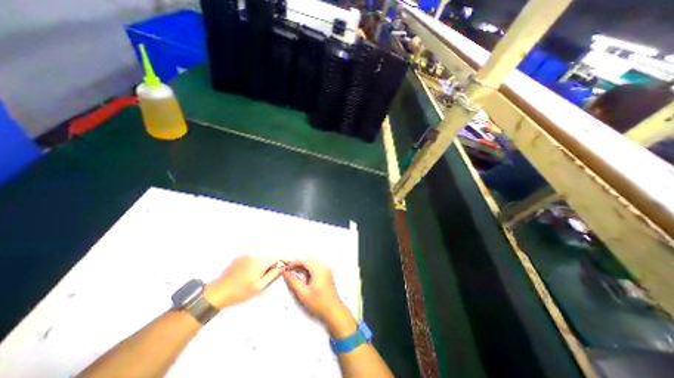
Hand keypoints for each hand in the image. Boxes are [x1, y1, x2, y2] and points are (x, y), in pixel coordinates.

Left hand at [205, 255, 282, 308]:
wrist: (216, 292)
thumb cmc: (240, 292)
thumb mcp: (259, 287)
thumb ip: (273, 275)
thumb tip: (282, 267)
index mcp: (260, 262)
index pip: (277, 256)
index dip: (284, 259)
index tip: (288, 263)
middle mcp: (254, 255)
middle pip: (269, 256)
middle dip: (273, 263)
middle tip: (272, 274)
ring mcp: (245, 255)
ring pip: (260, 257)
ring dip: (264, 263)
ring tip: (259, 275)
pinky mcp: (239, 257)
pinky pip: (252, 258)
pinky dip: (255, 263)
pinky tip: (249, 273)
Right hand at [284, 260, 357, 335]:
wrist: (333, 310)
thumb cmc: (319, 303)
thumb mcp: (303, 294)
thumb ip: (293, 282)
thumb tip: (286, 274)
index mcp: (319, 270)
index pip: (304, 260)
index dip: (294, 263)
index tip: (287, 269)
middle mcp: (324, 267)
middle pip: (309, 259)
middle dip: (298, 263)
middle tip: (290, 271)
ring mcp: (326, 269)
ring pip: (312, 261)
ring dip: (303, 265)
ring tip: (295, 273)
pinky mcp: (327, 273)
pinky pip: (316, 265)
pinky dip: (309, 267)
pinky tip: (304, 275)